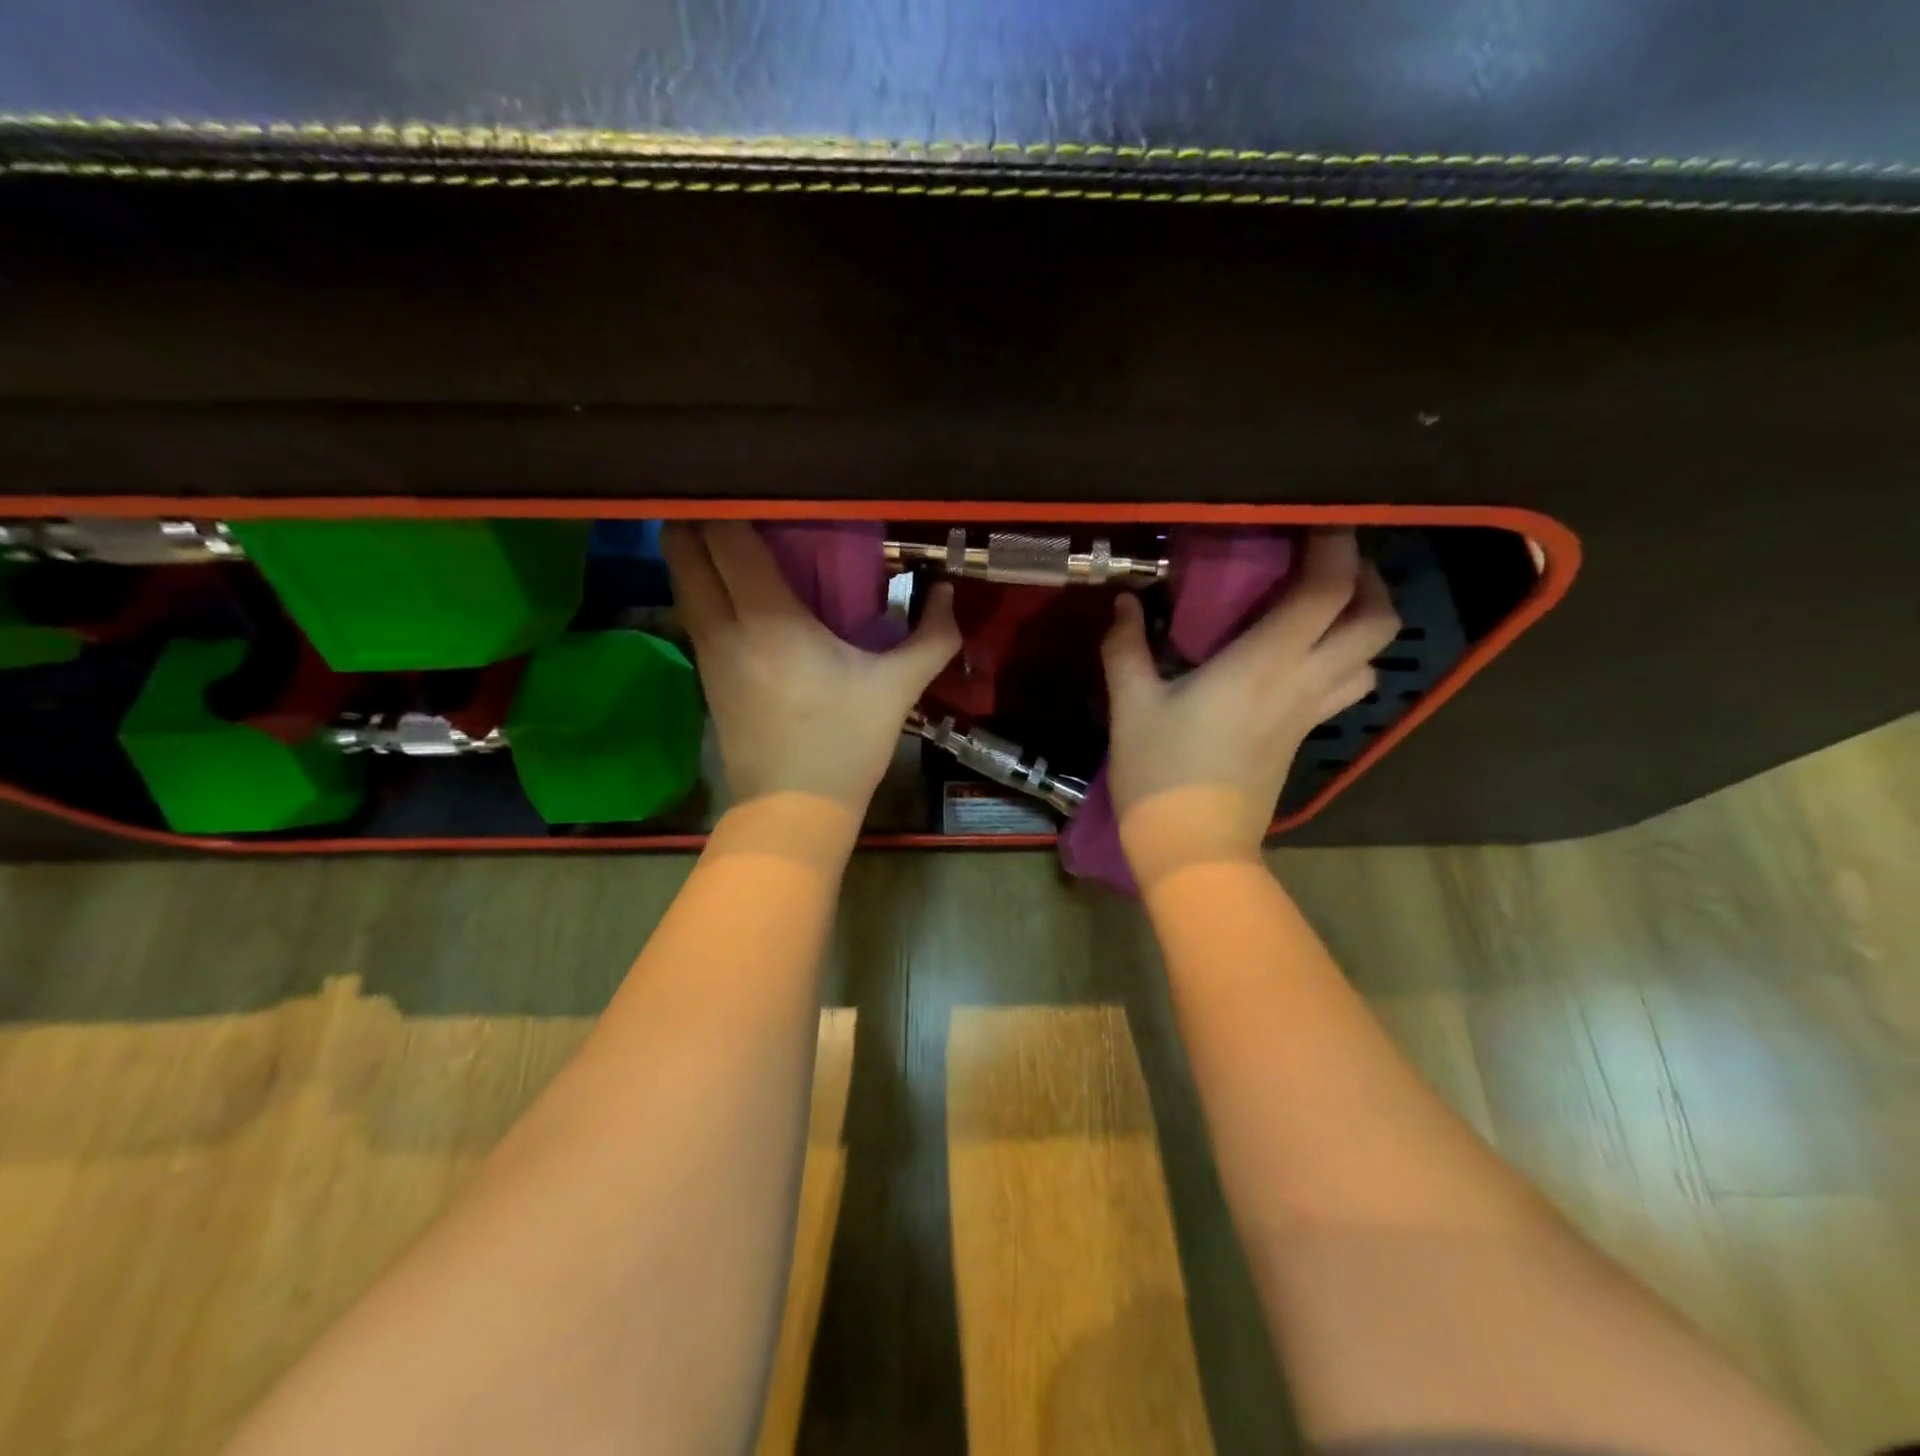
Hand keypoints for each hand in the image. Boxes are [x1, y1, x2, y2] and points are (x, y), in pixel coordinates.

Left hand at [664, 521, 960, 815]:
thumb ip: (932, 636)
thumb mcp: (898, 688)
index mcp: (768, 619)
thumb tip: (946, 591)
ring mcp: (706, 651)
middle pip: (683, 547)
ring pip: (680, 578)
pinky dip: (702, 583)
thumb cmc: (845, 743)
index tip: (757, 482)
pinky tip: (735, 586)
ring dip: (695, 548)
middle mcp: (723, 625)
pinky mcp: (705, 674)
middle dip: (699, 514)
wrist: (793, 808)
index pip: (726, 536)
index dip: (732, 500)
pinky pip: (691, 609)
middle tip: (742, 502)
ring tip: (734, 534)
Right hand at [1102, 530, 1400, 860]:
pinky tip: (1304, 659)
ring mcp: (1309, 715)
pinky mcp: (1303, 739)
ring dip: (1363, 625)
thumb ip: (1126, 648)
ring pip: (1371, 660)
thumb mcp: (1131, 706)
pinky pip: (1346, 688)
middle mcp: (1301, 683)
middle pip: (1375, 623)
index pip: (1325, 592)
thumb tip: (1125, 604)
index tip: (1322, 521)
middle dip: (1367, 581)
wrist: (1193, 845)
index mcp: (1262, 665)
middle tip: (1329, 564)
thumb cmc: (1160, 772)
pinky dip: (1344, 661)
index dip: (1335, 548)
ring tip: (1325, 609)